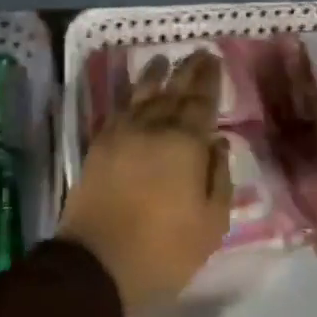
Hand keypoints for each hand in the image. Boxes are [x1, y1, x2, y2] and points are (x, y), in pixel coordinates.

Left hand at [59, 50, 230, 314]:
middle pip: (173, 91)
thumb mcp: (210, 224)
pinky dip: (130, 96)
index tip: (214, 59)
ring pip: (142, 94)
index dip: (209, 80)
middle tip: (197, 53)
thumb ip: (218, 178)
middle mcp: (153, 128)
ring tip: (162, 60)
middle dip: (187, 71)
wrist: (97, 262)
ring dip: (154, 75)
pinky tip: (135, 93)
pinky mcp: (99, 145)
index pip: (201, 102)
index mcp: (185, 143)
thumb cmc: (164, 250)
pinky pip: (119, 110)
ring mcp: (122, 134)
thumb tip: (218, 143)